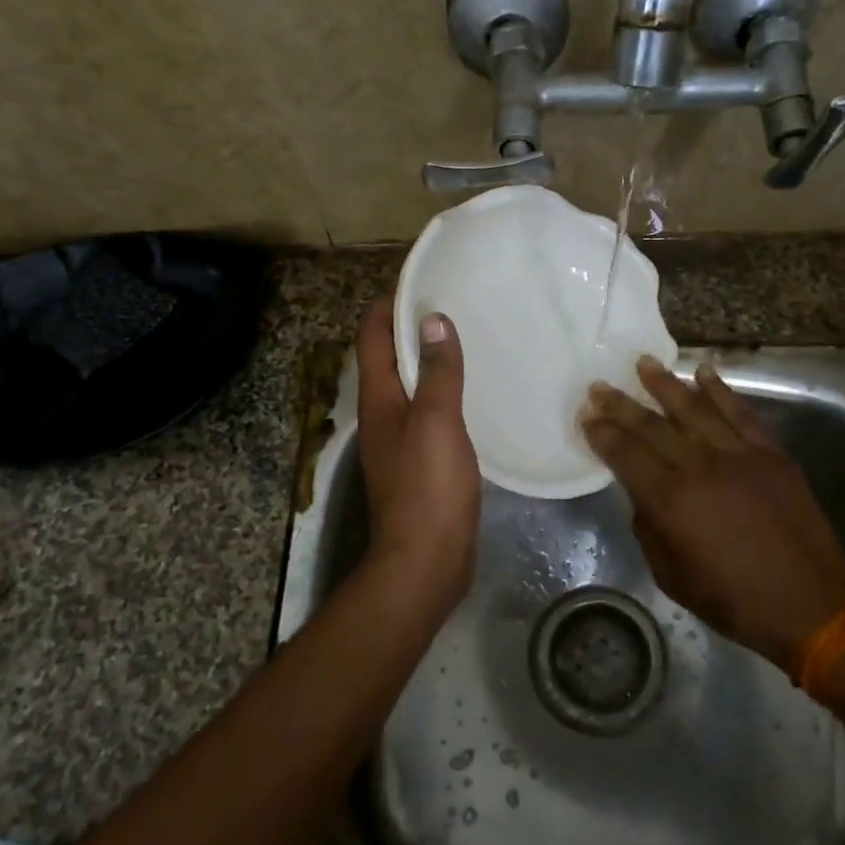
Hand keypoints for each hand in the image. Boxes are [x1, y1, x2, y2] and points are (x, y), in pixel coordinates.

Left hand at [356, 300, 479, 611]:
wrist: (425, 563)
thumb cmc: (428, 488)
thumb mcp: (436, 422)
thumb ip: (436, 373)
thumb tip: (432, 320)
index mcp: (378, 401)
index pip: (371, 339)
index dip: (387, 307)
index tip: (417, 281)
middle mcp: (383, 417)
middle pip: (388, 361)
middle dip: (411, 330)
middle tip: (451, 306)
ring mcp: (400, 443)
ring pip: (409, 388)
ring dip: (428, 362)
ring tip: (465, 341)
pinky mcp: (421, 465)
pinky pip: (428, 415)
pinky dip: (443, 395)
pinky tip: (472, 394)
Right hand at [579, 357, 844, 674]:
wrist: (811, 605)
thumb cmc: (734, 601)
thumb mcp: (671, 575)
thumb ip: (649, 527)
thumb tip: (643, 493)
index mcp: (671, 501)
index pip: (626, 454)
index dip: (603, 433)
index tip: (586, 415)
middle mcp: (701, 467)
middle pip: (652, 426)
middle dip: (621, 404)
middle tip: (599, 385)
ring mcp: (740, 455)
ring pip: (695, 408)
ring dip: (665, 384)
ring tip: (643, 363)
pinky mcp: (771, 454)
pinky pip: (741, 413)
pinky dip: (721, 390)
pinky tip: (704, 371)